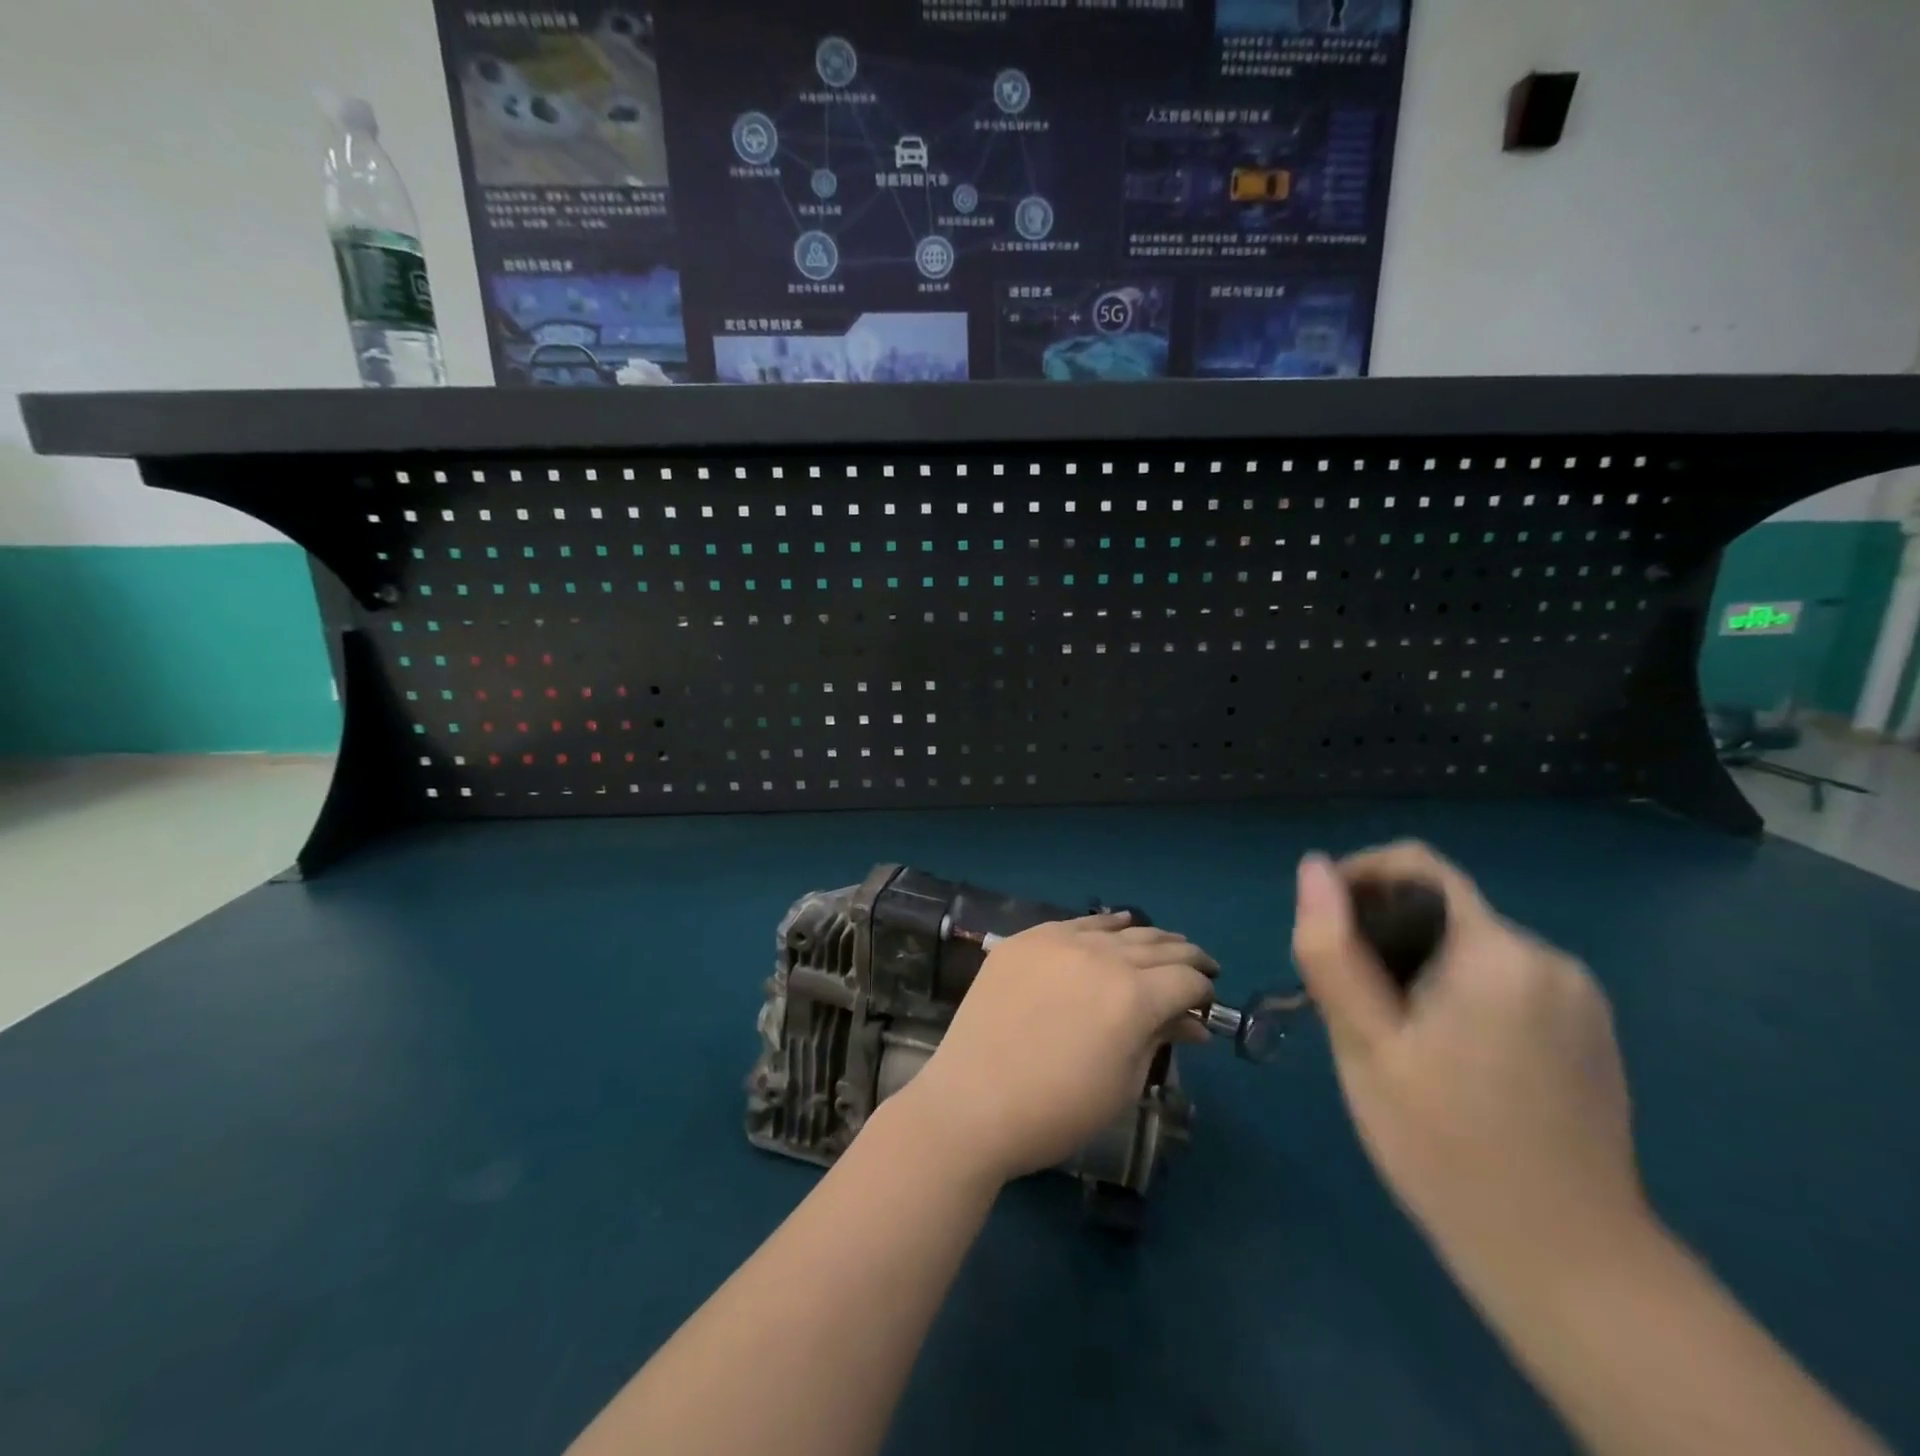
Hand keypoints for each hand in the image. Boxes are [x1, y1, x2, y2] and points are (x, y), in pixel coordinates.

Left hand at [890, 914, 1216, 1184]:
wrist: (973, 1102)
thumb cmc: (1057, 1110)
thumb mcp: (1122, 1083)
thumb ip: (1158, 1040)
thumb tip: (1190, 1024)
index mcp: (1132, 996)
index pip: (1186, 981)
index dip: (1204, 991)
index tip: (1207, 1003)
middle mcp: (1100, 956)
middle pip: (1157, 947)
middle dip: (1185, 958)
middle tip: (1200, 966)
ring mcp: (1058, 942)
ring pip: (1117, 930)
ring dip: (1148, 938)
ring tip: (1165, 945)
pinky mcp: (1025, 940)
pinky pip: (1074, 924)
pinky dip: (1102, 926)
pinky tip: (1115, 926)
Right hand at [1292, 844, 1647, 1271]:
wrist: (1568, 1264)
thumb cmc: (1445, 1145)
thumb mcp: (1365, 1043)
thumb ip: (1333, 950)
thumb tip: (1312, 868)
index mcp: (1498, 954)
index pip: (1418, 866)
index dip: (1359, 877)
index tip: (1324, 927)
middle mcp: (1550, 959)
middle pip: (1442, 911)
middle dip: (1385, 938)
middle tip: (1352, 1006)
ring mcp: (1579, 997)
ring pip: (1469, 949)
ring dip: (1419, 969)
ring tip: (1393, 1038)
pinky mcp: (1589, 1032)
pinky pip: (1503, 983)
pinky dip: (1459, 995)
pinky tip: (1446, 1059)